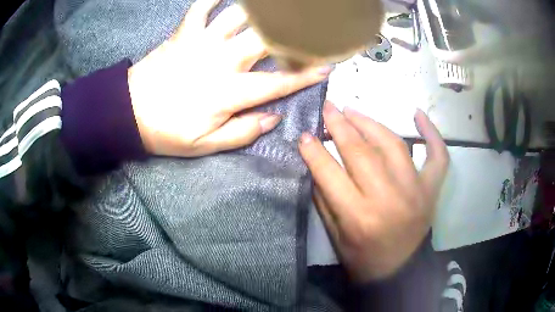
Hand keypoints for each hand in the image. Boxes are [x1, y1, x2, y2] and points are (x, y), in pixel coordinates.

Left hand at [128, 0, 331, 156]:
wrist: (128, 112)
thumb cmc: (166, 131)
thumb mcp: (204, 145)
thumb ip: (242, 132)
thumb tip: (273, 118)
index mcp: (229, 93)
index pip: (278, 82)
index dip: (306, 74)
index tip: (327, 66)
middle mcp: (222, 61)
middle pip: (267, 40)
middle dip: (295, 33)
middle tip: (313, 28)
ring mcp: (202, 42)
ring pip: (240, 16)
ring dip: (262, 9)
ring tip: (279, 7)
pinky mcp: (183, 32)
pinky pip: (202, 6)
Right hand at [299, 102, 448, 282]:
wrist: (400, 271)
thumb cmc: (362, 259)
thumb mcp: (334, 236)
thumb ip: (324, 198)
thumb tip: (316, 162)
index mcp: (359, 217)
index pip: (329, 173)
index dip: (313, 151)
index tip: (304, 134)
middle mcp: (388, 199)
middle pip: (361, 152)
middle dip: (339, 125)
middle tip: (328, 108)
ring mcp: (416, 190)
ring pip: (393, 144)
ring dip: (370, 123)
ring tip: (353, 111)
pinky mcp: (432, 189)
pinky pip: (437, 155)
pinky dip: (432, 133)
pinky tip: (418, 114)